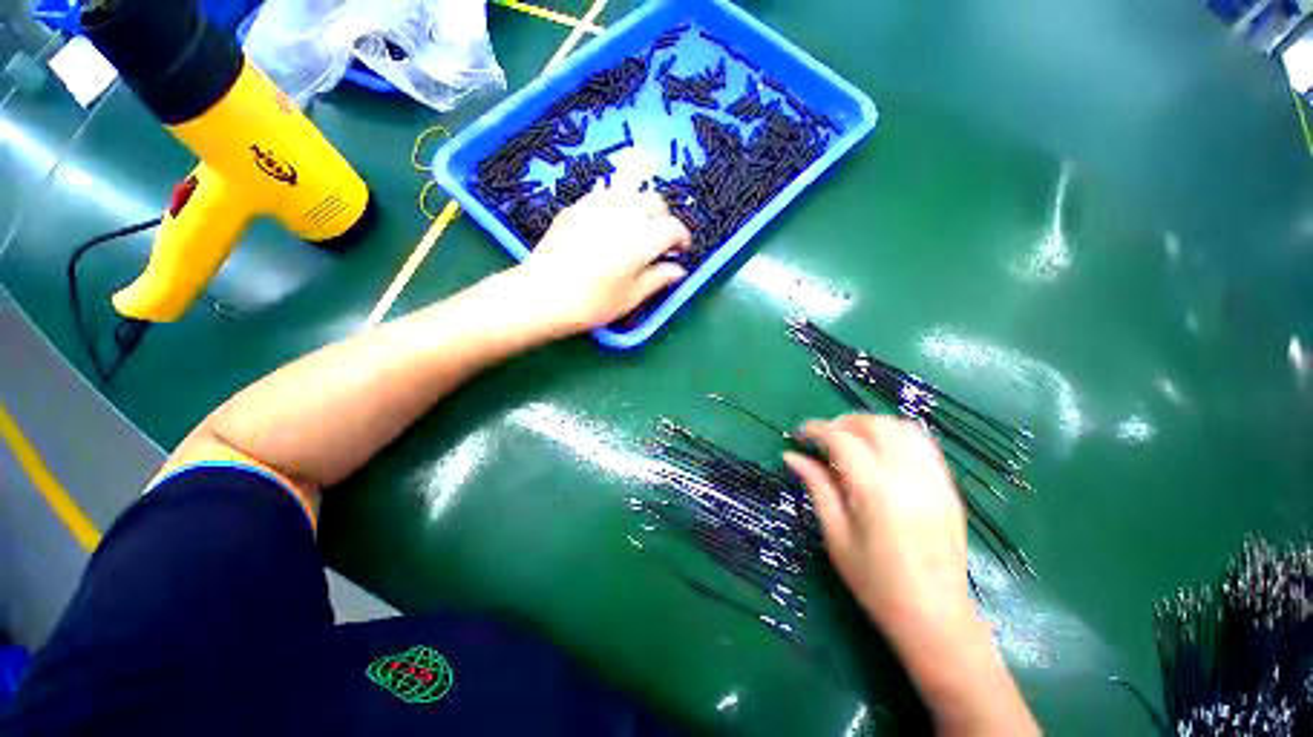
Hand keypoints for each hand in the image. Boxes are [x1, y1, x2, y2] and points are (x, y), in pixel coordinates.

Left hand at [513, 186, 691, 332]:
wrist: (543, 295)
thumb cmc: (593, 303)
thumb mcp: (631, 297)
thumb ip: (658, 279)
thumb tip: (679, 269)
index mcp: (643, 239)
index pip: (673, 227)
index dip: (682, 237)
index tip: (680, 251)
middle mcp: (624, 214)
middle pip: (654, 201)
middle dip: (663, 217)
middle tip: (659, 240)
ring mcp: (597, 205)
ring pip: (630, 191)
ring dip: (641, 206)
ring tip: (636, 227)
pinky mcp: (576, 207)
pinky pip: (605, 194)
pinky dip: (616, 204)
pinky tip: (610, 223)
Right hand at [785, 415, 1039, 734]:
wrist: (935, 617)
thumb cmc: (876, 583)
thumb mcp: (835, 536)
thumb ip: (816, 487)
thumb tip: (791, 456)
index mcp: (875, 491)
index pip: (842, 439)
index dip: (816, 430)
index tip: (799, 434)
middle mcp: (908, 477)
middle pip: (874, 425)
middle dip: (842, 423)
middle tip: (823, 438)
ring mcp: (934, 480)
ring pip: (902, 427)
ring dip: (871, 425)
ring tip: (851, 440)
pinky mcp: (948, 487)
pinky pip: (923, 443)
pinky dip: (896, 436)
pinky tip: (881, 452)